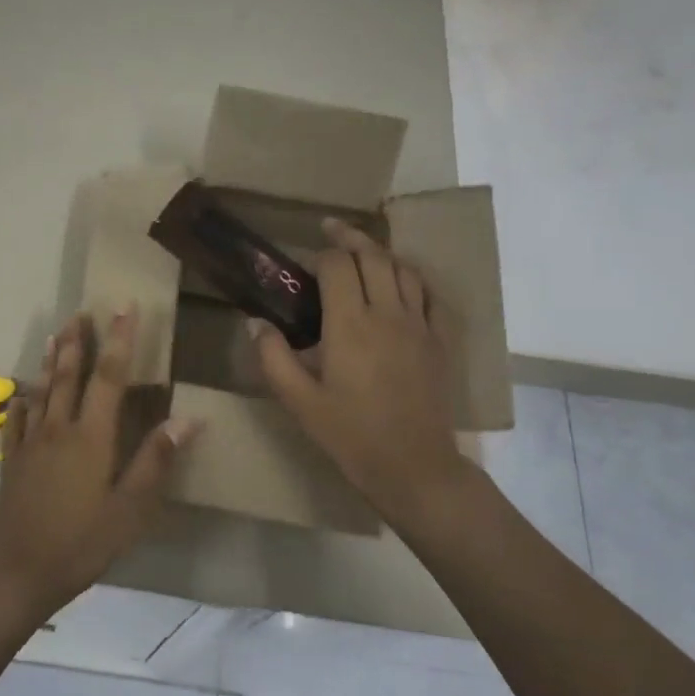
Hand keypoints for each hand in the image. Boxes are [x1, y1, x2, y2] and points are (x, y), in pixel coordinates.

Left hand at [0, 308, 199, 622]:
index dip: (119, 340)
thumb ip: (156, 461)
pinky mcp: (12, 461)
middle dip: (77, 341)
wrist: (18, 571)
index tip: (124, 308)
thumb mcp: (130, 509)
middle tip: (81, 311)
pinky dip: (22, 400)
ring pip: (41, 390)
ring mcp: (30, 443)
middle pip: (68, 374)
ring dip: (49, 360)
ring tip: (54, 335)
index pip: (109, 377)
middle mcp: (58, 429)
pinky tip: (22, 393)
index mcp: (91, 436)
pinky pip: (17, 420)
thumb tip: (187, 418)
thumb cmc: (81, 542)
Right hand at [249, 220, 474, 526]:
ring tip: (363, 251)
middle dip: (351, 237)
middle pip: (373, 256)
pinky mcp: (438, 341)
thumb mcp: (299, 401)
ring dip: (382, 253)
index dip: (321, 254)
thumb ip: (274, 358)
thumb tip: (256, 323)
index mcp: (350, 325)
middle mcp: (387, 314)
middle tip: (331, 230)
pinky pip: (429, 295)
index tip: (307, 258)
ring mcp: (419, 325)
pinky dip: (412, 279)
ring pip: (404, 270)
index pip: (337, 267)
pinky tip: (401, 283)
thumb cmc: (350, 435)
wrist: (412, 465)